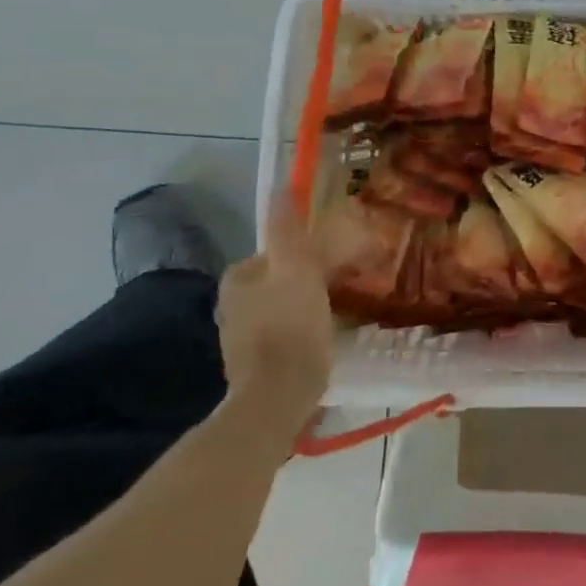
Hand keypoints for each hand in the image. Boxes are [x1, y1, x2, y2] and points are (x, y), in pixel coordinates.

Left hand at [217, 210, 333, 428]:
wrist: (278, 399)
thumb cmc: (289, 327)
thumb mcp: (297, 268)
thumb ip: (289, 229)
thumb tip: (279, 186)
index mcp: (239, 278)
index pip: (282, 250)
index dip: (315, 251)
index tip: (344, 259)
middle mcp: (234, 304)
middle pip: (285, 277)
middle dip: (316, 276)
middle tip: (352, 281)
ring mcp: (244, 337)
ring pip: (289, 304)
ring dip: (315, 302)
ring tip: (346, 307)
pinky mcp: (260, 362)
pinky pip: (291, 331)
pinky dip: (310, 327)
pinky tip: (329, 335)